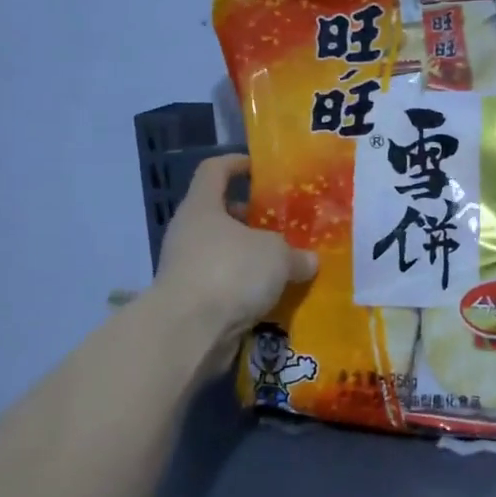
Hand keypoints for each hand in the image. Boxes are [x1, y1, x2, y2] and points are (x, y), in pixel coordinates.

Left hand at [154, 154, 315, 366]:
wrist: (190, 332)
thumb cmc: (231, 272)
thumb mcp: (277, 256)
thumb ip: (296, 255)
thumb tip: (309, 261)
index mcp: (202, 207)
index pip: (214, 170)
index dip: (236, 164)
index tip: (260, 169)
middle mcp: (189, 233)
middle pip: (221, 215)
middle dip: (252, 220)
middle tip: (284, 226)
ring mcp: (186, 269)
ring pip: (224, 253)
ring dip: (251, 259)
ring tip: (285, 265)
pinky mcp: (192, 302)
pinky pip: (225, 286)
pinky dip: (246, 289)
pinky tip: (273, 297)